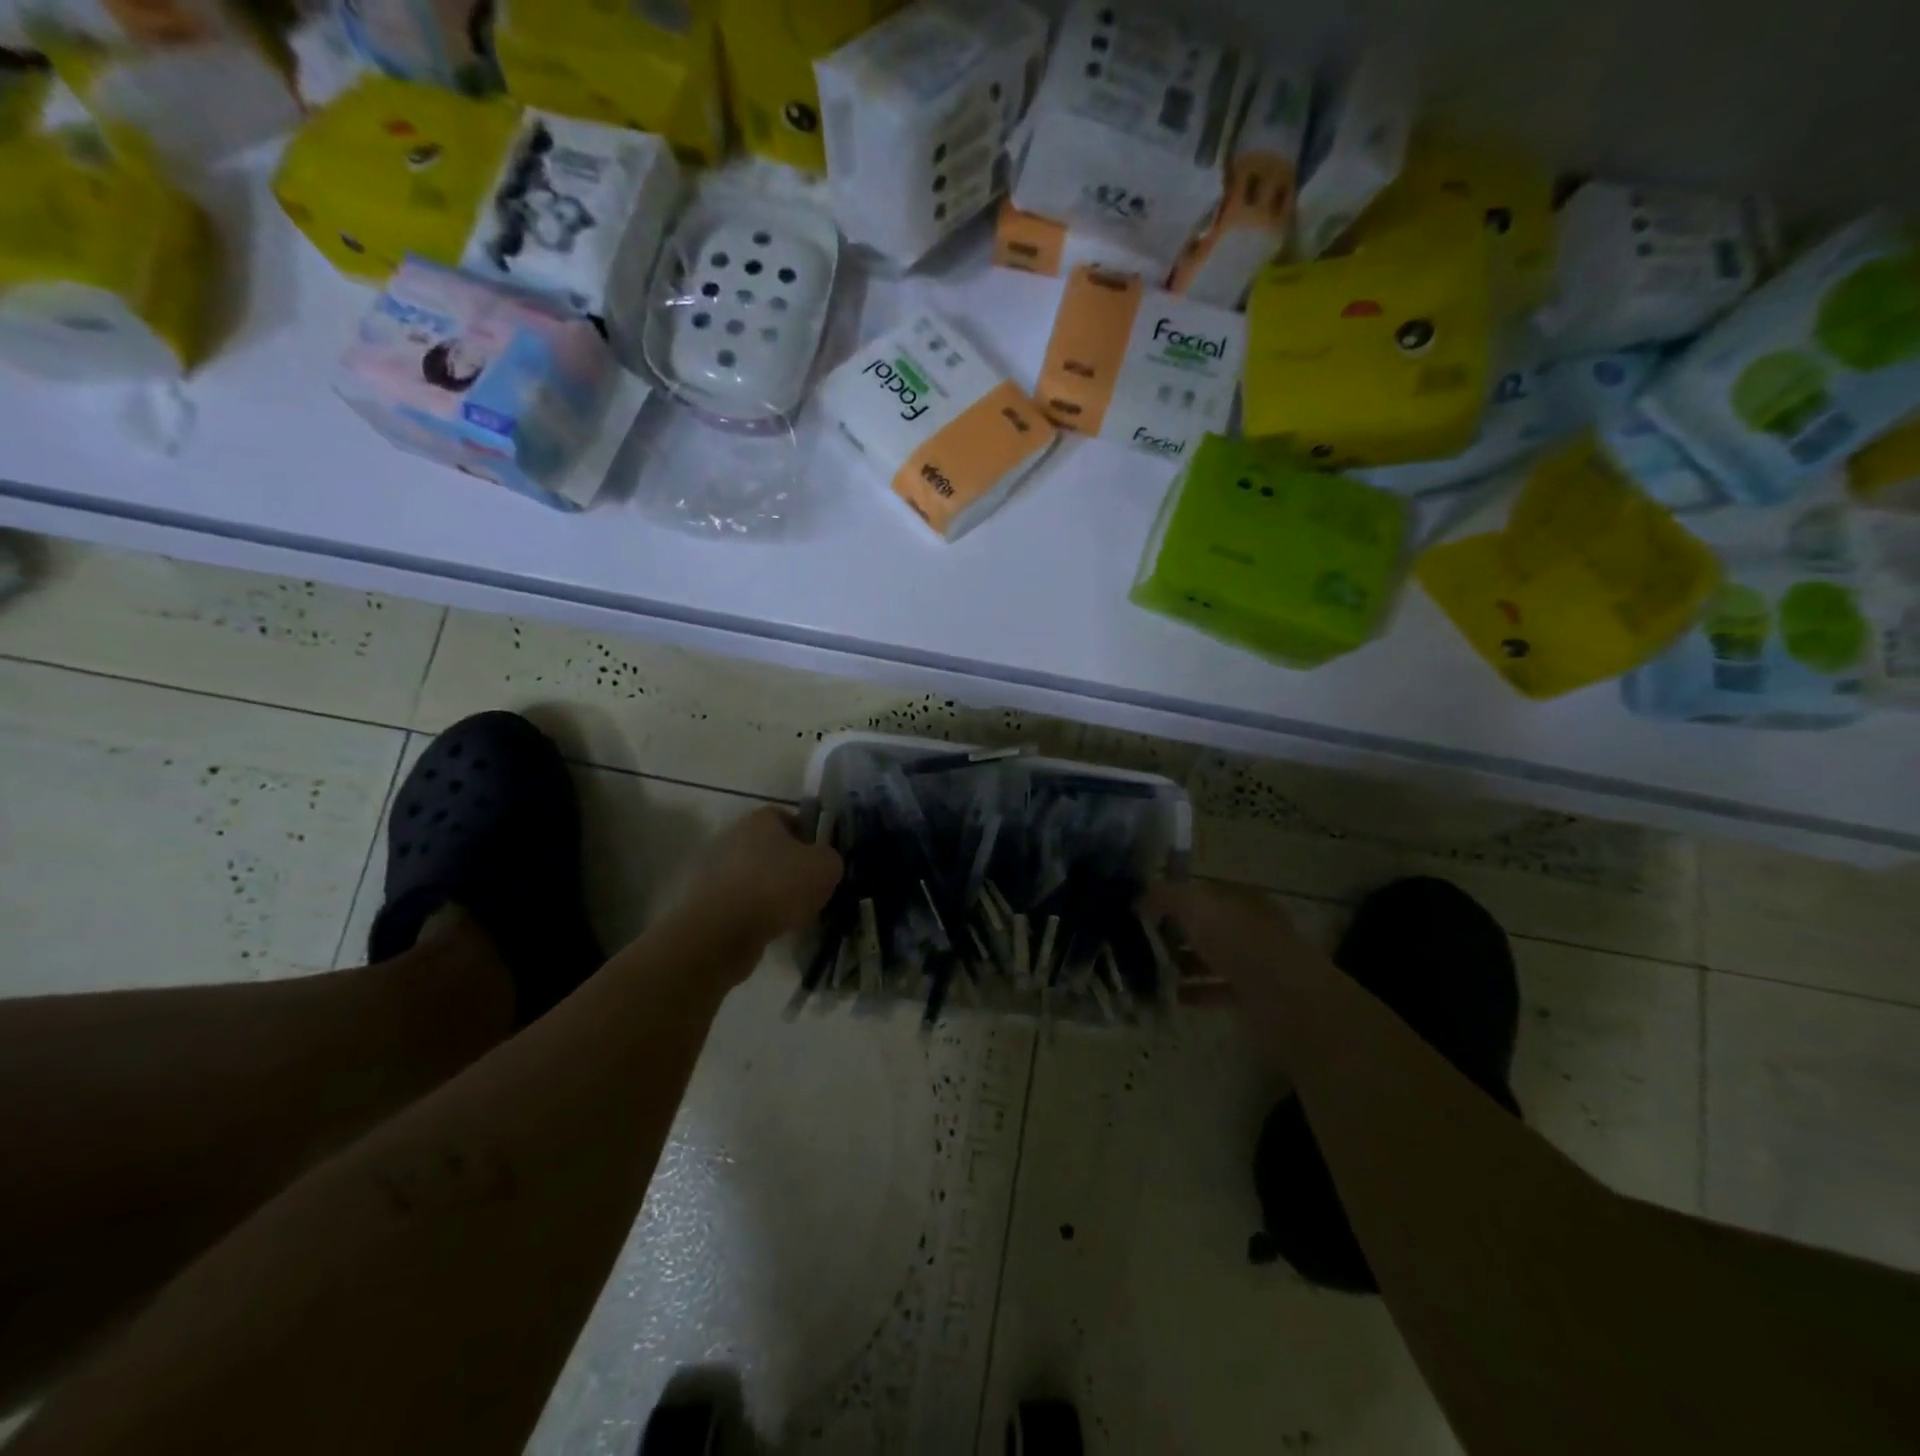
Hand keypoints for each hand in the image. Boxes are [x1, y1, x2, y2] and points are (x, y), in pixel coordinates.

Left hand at [683, 806, 843, 950]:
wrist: (723, 930)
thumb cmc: (778, 886)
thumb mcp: (825, 867)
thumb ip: (830, 858)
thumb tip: (824, 862)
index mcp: (761, 819)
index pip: (790, 818)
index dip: (810, 837)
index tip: (822, 861)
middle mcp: (735, 837)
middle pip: (772, 849)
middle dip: (792, 868)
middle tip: (813, 889)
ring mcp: (717, 870)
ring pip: (758, 877)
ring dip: (775, 893)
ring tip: (795, 914)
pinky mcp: (708, 901)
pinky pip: (744, 903)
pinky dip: (758, 913)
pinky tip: (773, 929)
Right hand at [1142, 879, 1325, 1017]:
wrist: (1284, 999)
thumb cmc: (1238, 941)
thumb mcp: (1195, 905)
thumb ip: (1166, 896)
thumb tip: (1139, 898)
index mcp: (1241, 899)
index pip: (1202, 892)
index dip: (1172, 898)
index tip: (1141, 910)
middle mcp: (1250, 927)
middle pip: (1206, 927)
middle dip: (1174, 933)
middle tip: (1138, 943)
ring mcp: (1254, 963)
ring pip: (1210, 959)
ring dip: (1181, 965)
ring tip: (1147, 972)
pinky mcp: (1253, 997)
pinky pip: (1216, 990)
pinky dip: (1194, 992)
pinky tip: (1170, 997)